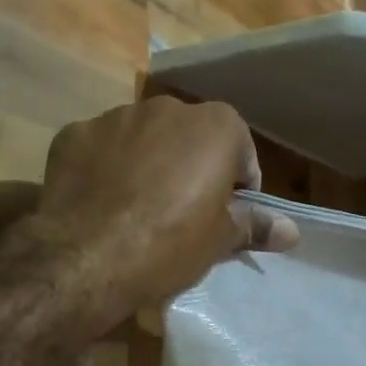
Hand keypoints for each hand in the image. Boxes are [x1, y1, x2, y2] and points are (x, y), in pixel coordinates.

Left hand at [27, 97, 298, 322]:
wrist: (84, 258)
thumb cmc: (169, 244)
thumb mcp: (220, 240)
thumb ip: (256, 225)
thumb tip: (291, 231)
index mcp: (215, 125)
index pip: (240, 150)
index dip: (237, 186)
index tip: (226, 215)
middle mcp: (167, 107)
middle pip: (191, 138)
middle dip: (192, 166)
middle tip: (183, 212)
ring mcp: (116, 116)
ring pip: (144, 138)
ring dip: (149, 162)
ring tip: (137, 208)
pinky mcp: (74, 132)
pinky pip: (101, 147)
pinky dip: (105, 166)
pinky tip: (100, 202)